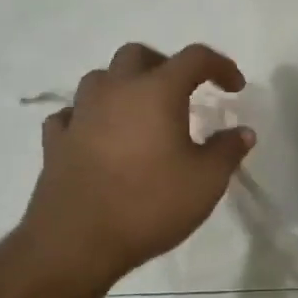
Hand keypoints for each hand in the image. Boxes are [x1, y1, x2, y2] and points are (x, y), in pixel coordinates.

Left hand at [22, 43, 255, 287]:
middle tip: (183, 91)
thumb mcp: (206, 181)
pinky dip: (89, 116)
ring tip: (140, 113)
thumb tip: (243, 132)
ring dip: (123, 86)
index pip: (194, 58)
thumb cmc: (150, 204)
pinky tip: (99, 136)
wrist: (76, 242)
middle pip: (138, 55)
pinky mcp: (55, 141)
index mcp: (157, 91)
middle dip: (165, 65)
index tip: (234, 87)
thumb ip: (227, 151)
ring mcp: (80, 113)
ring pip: (100, 79)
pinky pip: (72, 113)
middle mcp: (116, 91)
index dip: (220, 65)